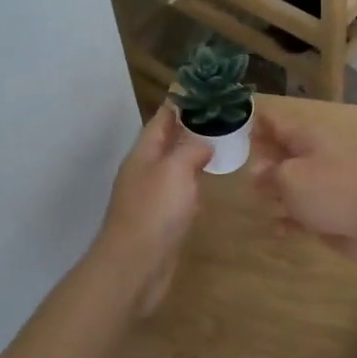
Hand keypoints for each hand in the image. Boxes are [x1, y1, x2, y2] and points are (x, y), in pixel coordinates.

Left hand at [97, 106, 212, 315]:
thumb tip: (204, 143)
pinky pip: (179, 194)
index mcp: (143, 154)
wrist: (135, 267)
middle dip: (190, 129)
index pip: (162, 119)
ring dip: (192, 157)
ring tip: (220, 147)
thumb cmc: (154, 212)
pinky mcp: (160, 221)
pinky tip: (207, 188)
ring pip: (174, 168)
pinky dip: (193, 186)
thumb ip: (191, 150)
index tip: (205, 91)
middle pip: (167, 142)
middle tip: (222, 118)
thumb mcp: (175, 170)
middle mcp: (144, 171)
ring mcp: (150, 198)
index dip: (182, 104)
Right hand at [250, 111, 356, 265]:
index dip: (262, 122)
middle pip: (287, 154)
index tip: (246, 119)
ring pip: (296, 184)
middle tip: (246, 159)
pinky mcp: (335, 213)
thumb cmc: (330, 189)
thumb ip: (269, 174)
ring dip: (277, 189)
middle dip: (267, 156)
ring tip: (256, 194)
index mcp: (308, 140)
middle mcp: (318, 158)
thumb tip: (258, 173)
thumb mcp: (290, 178)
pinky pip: (307, 213)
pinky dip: (292, 218)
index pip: (279, 125)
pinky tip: (277, 228)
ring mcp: (329, 186)